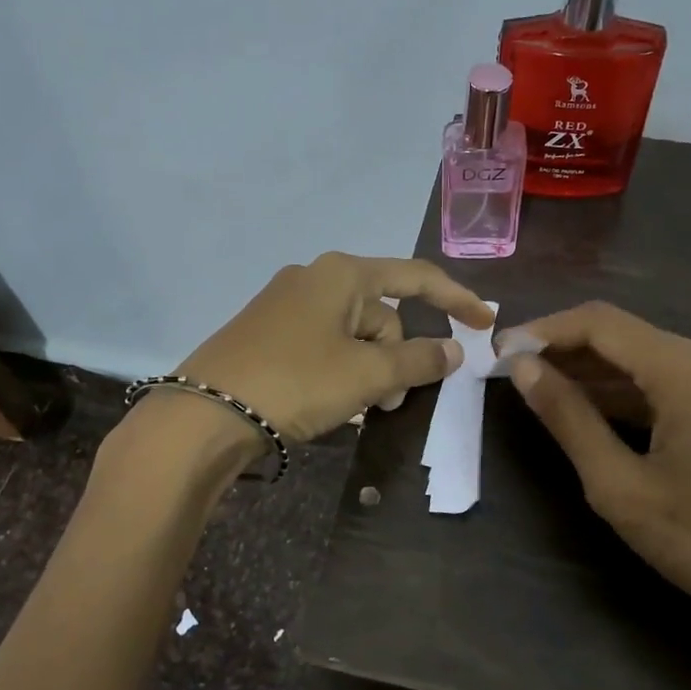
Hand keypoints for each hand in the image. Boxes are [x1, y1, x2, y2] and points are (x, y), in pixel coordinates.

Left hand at [175, 252, 492, 444]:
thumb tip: (453, 351)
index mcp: (341, 274)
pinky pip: (324, 346)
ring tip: (360, 407)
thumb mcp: (367, 374)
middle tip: (390, 400)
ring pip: (353, 335)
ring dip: (369, 370)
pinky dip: (340, 372)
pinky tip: (331, 402)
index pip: (416, 278)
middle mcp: (313, 278)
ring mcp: (286, 306)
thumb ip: (418, 360)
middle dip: (397, 356)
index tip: (485, 324)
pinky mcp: (267, 334)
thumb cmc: (296, 382)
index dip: (456, 299)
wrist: (205, 415)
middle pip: (382, 314)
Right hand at [503, 301, 690, 689]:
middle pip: (628, 336)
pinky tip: (598, 409)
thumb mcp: (619, 486)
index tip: (500, 350)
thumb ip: (568, 418)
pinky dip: (635, 391)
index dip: (544, 330)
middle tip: (515, 373)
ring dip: (599, 372)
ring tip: (545, 390)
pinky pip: (679, 380)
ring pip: (653, 357)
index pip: (602, 323)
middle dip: (568, 351)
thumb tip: (523, 368)